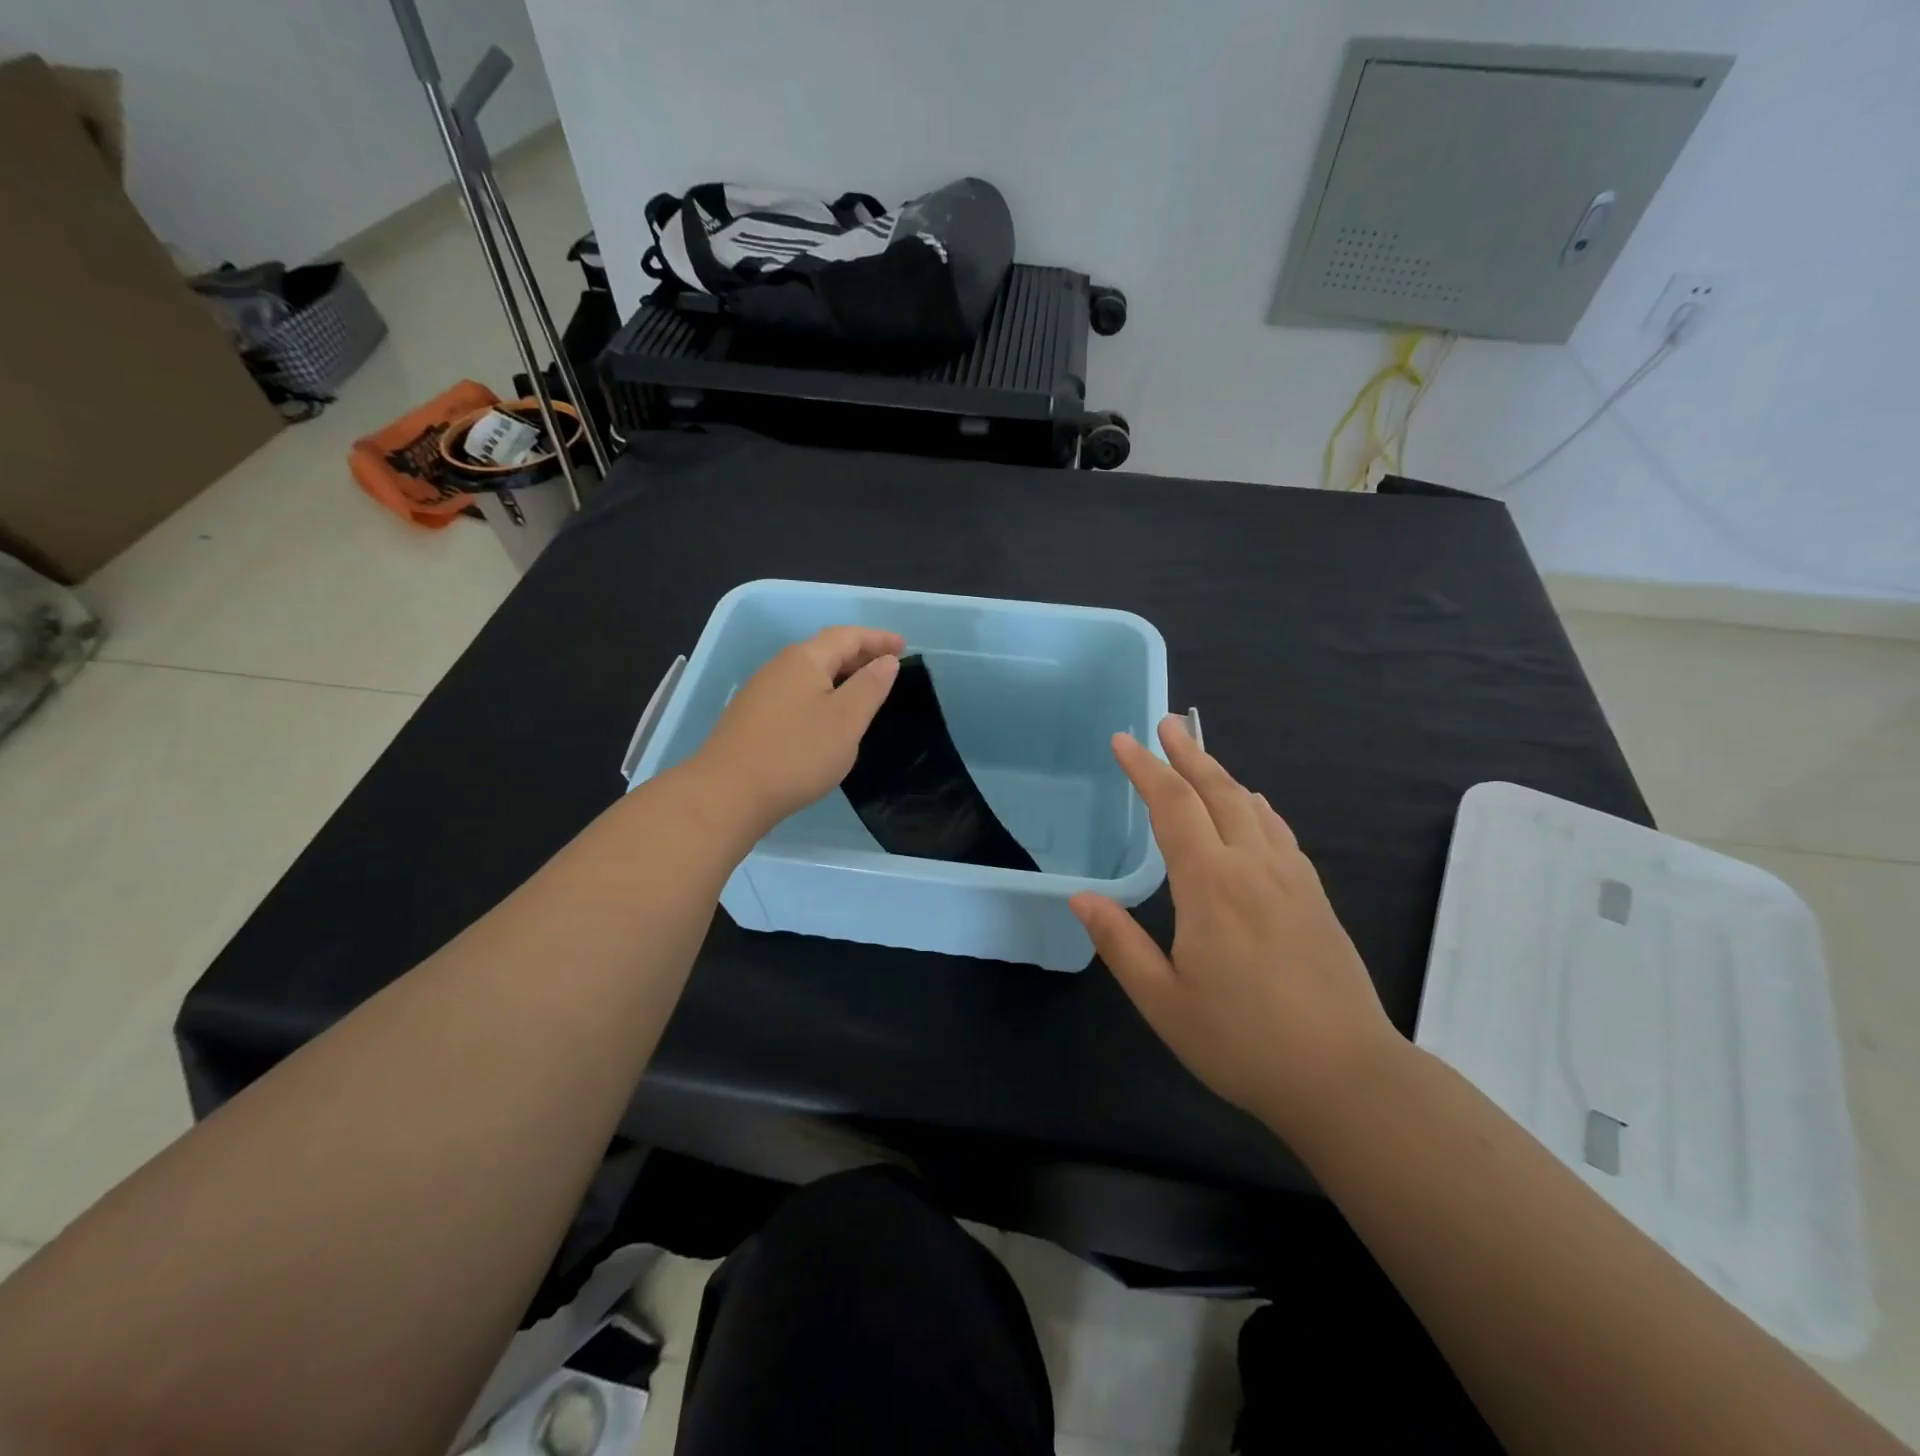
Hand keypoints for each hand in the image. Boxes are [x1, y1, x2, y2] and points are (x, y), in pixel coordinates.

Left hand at [687, 625, 903, 835]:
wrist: (728, 793)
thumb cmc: (796, 753)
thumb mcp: (846, 720)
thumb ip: (870, 686)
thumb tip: (886, 661)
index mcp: (805, 659)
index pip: (847, 636)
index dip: (877, 639)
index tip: (904, 647)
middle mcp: (780, 667)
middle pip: (825, 650)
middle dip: (859, 655)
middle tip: (888, 668)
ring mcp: (762, 692)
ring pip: (809, 673)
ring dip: (840, 676)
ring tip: (863, 692)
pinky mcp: (753, 718)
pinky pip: (797, 693)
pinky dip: (822, 695)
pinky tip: (828, 718)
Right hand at [1070, 718, 1403, 1134]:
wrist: (1346, 1077)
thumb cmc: (1242, 1042)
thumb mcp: (1163, 1001)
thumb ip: (1119, 943)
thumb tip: (1081, 897)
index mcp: (1210, 884)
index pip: (1171, 806)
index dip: (1145, 769)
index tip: (1123, 740)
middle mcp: (1252, 866)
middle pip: (1217, 791)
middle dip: (1187, 754)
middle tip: (1166, 724)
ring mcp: (1291, 879)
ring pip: (1252, 806)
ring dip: (1221, 775)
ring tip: (1199, 756)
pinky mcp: (1315, 897)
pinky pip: (1280, 832)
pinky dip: (1257, 807)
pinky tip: (1254, 806)